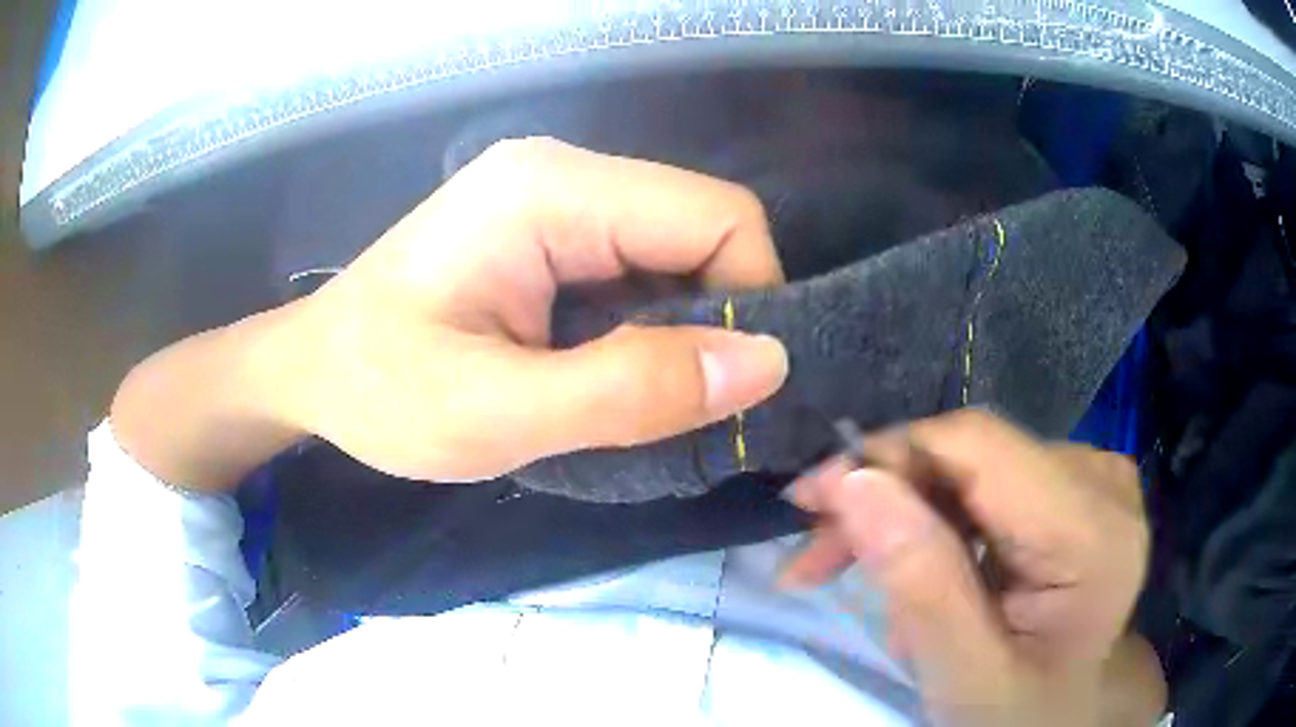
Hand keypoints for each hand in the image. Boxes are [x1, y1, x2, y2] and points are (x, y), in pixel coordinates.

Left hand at [272, 138, 788, 480]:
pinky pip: (638, 266)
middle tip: (684, 405)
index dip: (750, 299)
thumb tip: (764, 363)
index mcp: (551, 191)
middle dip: (717, 318)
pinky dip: (649, 324)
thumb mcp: (496, 413)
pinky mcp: (546, 229)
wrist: (310, 370)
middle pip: (703, 228)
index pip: (718, 216)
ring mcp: (554, 196)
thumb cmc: (380, 391)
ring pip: (676, 251)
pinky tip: (612, 369)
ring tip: (644, 396)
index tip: (730, 388)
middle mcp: (564, 172)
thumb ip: (630, 390)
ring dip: (682, 327)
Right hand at [782, 410, 1156, 726]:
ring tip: (864, 577)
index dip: (886, 458)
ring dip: (904, 515)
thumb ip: (921, 585)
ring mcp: (1089, 476)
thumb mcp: (967, 675)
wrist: (1066, 711)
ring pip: (969, 466)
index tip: (807, 504)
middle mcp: (1100, 479)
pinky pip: (984, 484)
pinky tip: (921, 570)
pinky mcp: (1070, 486)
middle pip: (971, 454)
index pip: (978, 446)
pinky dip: (935, 523)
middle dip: (885, 497)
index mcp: (1093, 530)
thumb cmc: (1022, 711)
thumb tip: (854, 483)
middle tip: (815, 556)